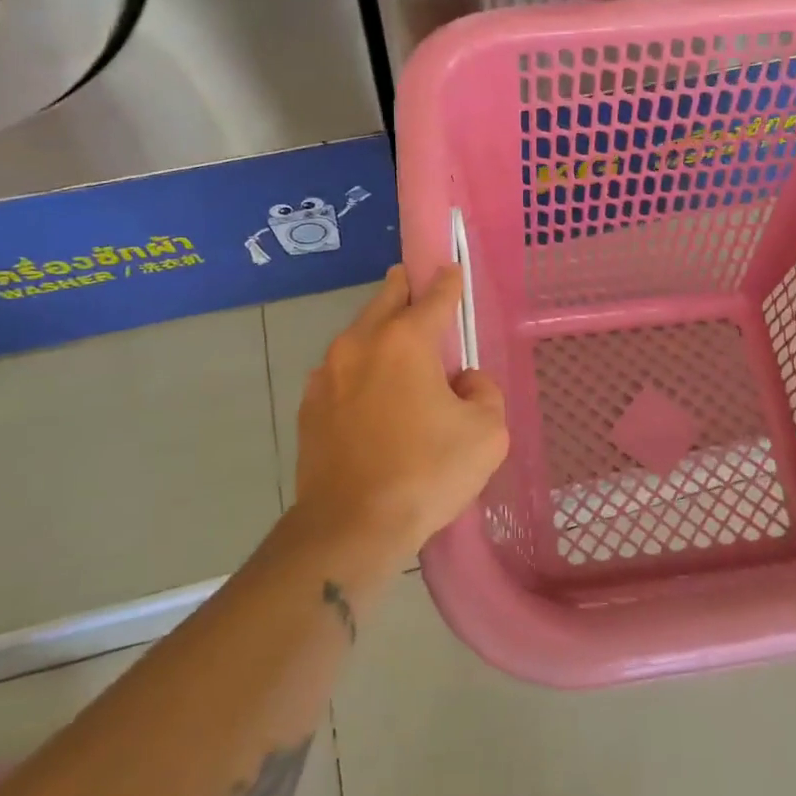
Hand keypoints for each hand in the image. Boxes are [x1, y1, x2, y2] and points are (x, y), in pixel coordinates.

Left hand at [293, 264, 508, 558]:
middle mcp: (360, 343)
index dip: (448, 281)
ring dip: (380, 331)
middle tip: (419, 289)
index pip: (434, 295)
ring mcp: (327, 373)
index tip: (452, 269)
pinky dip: (360, 369)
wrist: (350, 527)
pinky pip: (342, 370)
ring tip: (400, 352)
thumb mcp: (486, 433)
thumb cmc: (426, 473)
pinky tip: (373, 395)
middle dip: (405, 288)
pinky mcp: (309, 405)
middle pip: (386, 299)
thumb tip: (462, 381)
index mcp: (405, 341)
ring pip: (359, 334)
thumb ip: (483, 391)